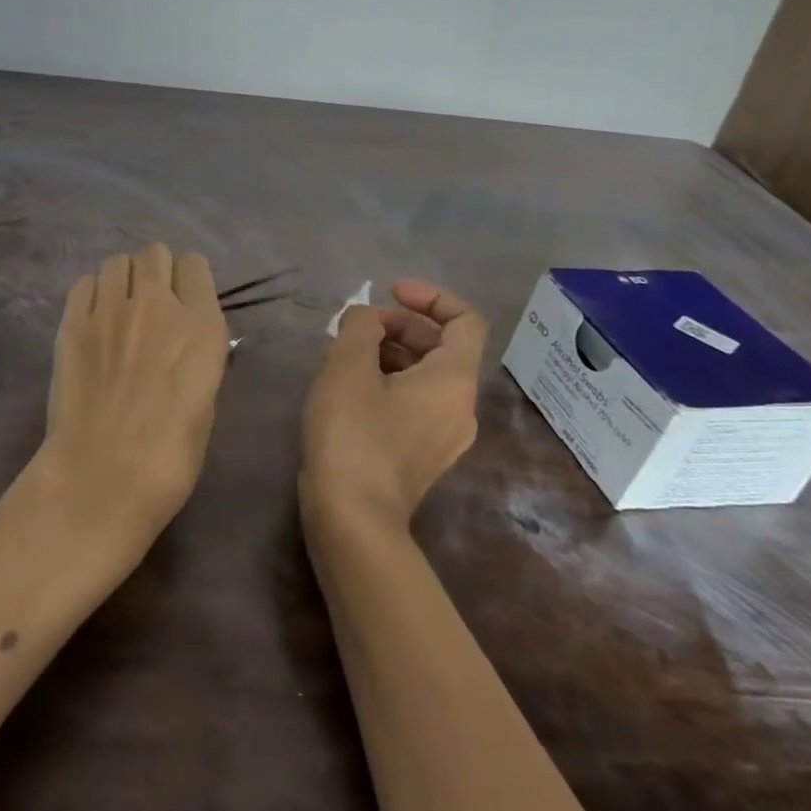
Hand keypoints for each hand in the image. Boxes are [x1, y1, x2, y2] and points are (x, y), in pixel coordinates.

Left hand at [37, 244, 230, 551]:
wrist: (103, 475)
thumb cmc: (169, 455)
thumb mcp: (206, 401)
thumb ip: (198, 356)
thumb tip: (186, 338)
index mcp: (201, 326)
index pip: (195, 265)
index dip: (189, 280)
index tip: (184, 300)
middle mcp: (158, 305)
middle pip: (156, 253)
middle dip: (156, 271)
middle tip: (150, 303)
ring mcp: (110, 309)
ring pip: (118, 262)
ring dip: (123, 279)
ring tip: (118, 310)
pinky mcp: (72, 321)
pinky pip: (84, 282)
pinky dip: (92, 293)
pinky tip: (92, 320)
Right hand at [300, 278, 486, 530]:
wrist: (353, 518)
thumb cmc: (353, 434)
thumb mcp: (346, 367)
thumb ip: (359, 327)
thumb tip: (367, 319)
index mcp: (452, 380)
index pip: (465, 321)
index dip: (431, 296)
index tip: (389, 292)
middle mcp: (461, 407)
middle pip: (442, 347)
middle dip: (399, 325)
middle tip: (354, 327)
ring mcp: (445, 436)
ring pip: (426, 376)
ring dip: (390, 352)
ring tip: (345, 355)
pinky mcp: (423, 455)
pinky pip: (416, 402)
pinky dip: (390, 381)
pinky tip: (350, 389)